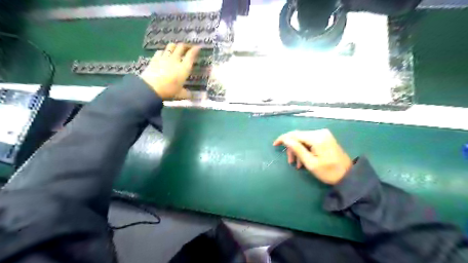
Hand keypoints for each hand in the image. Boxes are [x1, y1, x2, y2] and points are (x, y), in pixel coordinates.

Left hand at [142, 44, 201, 100]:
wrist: (150, 88)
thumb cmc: (169, 91)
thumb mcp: (180, 95)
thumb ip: (187, 94)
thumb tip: (192, 95)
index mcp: (184, 68)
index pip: (191, 55)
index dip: (195, 50)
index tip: (198, 47)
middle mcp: (175, 60)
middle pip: (181, 47)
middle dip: (185, 46)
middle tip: (188, 47)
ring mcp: (164, 58)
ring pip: (170, 46)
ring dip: (175, 46)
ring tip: (176, 49)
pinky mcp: (154, 59)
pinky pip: (160, 51)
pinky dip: (163, 51)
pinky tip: (163, 54)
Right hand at [273, 130, 352, 184]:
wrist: (349, 175)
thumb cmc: (329, 172)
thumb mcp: (311, 163)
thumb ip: (297, 149)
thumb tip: (286, 140)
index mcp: (317, 138)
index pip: (295, 134)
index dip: (283, 138)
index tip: (275, 144)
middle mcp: (320, 132)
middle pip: (299, 136)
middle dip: (292, 148)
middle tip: (290, 162)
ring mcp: (323, 134)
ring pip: (303, 139)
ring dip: (298, 150)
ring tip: (297, 164)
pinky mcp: (325, 138)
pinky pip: (309, 141)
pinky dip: (304, 149)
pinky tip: (303, 160)